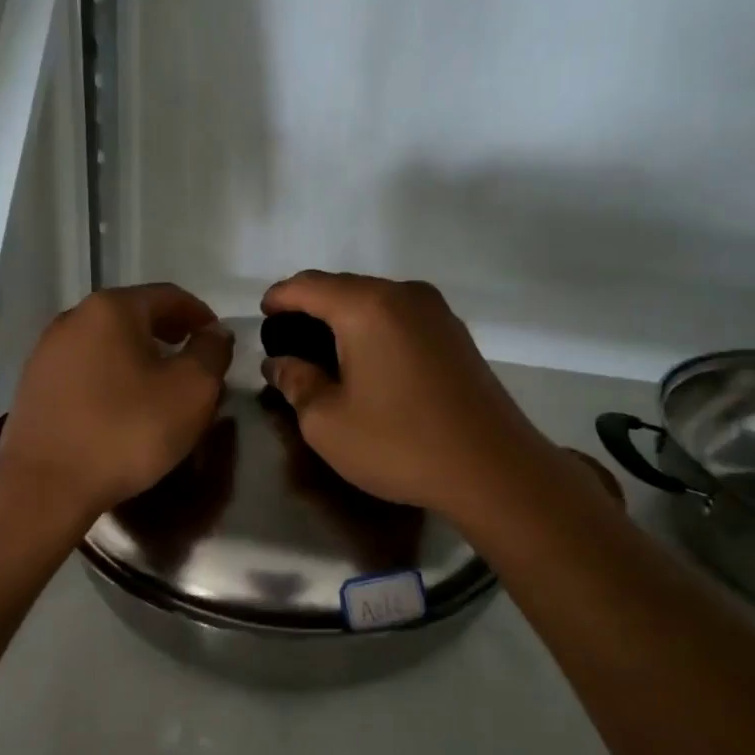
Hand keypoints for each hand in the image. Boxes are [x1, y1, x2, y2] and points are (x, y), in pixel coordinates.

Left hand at [0, 284, 233, 524]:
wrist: (44, 486)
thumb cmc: (126, 431)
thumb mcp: (191, 391)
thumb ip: (211, 352)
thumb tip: (214, 332)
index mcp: (112, 309)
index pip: (169, 296)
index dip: (201, 316)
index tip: (219, 343)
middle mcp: (73, 318)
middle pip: (136, 317)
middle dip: (171, 339)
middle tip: (196, 368)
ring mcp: (47, 352)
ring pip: (109, 345)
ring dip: (141, 361)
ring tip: (162, 393)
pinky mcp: (34, 386)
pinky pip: (86, 371)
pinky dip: (112, 380)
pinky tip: (124, 411)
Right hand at [260, 272, 616, 521]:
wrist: (493, 469)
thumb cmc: (399, 443)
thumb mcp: (327, 422)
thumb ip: (295, 383)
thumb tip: (278, 363)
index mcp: (366, 306)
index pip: (307, 285)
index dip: (278, 298)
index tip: (261, 316)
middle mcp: (404, 294)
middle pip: (343, 288)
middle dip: (310, 308)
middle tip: (288, 342)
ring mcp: (437, 312)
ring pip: (374, 302)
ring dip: (344, 320)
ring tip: (324, 354)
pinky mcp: (456, 335)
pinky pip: (400, 318)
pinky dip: (374, 330)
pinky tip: (367, 363)